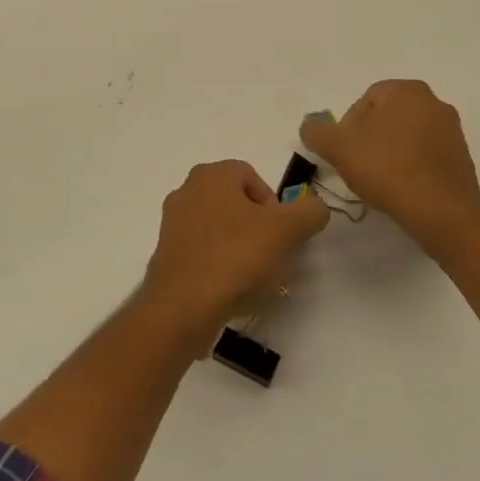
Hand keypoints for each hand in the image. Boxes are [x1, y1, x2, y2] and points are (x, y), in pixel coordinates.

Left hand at [139, 160, 328, 346]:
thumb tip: (313, 207)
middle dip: (258, 227)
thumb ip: (309, 211)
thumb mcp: (287, 230)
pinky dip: (219, 264)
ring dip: (239, 247)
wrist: (183, 306)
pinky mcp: (166, 254)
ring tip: (252, 277)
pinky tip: (230, 288)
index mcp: (211, 174)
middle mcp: (187, 190)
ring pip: (220, 228)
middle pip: (236, 203)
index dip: (274, 205)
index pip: (253, 177)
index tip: (281, 234)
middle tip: (271, 255)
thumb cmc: (235, 257)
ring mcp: (172, 223)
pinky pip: (203, 251)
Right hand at [300, 80, 479, 257]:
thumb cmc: (387, 168)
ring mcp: (452, 130)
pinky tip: (400, 188)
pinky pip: (425, 156)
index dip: (347, 127)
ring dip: (389, 153)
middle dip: (368, 139)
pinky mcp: (462, 157)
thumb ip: (317, 132)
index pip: (364, 101)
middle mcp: (434, 102)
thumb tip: (310, 127)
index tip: (343, 153)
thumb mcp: (338, 147)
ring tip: (378, 181)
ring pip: (406, 136)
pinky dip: (410, 167)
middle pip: (386, 117)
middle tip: (357, 166)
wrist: (440, 210)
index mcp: (406, 90)